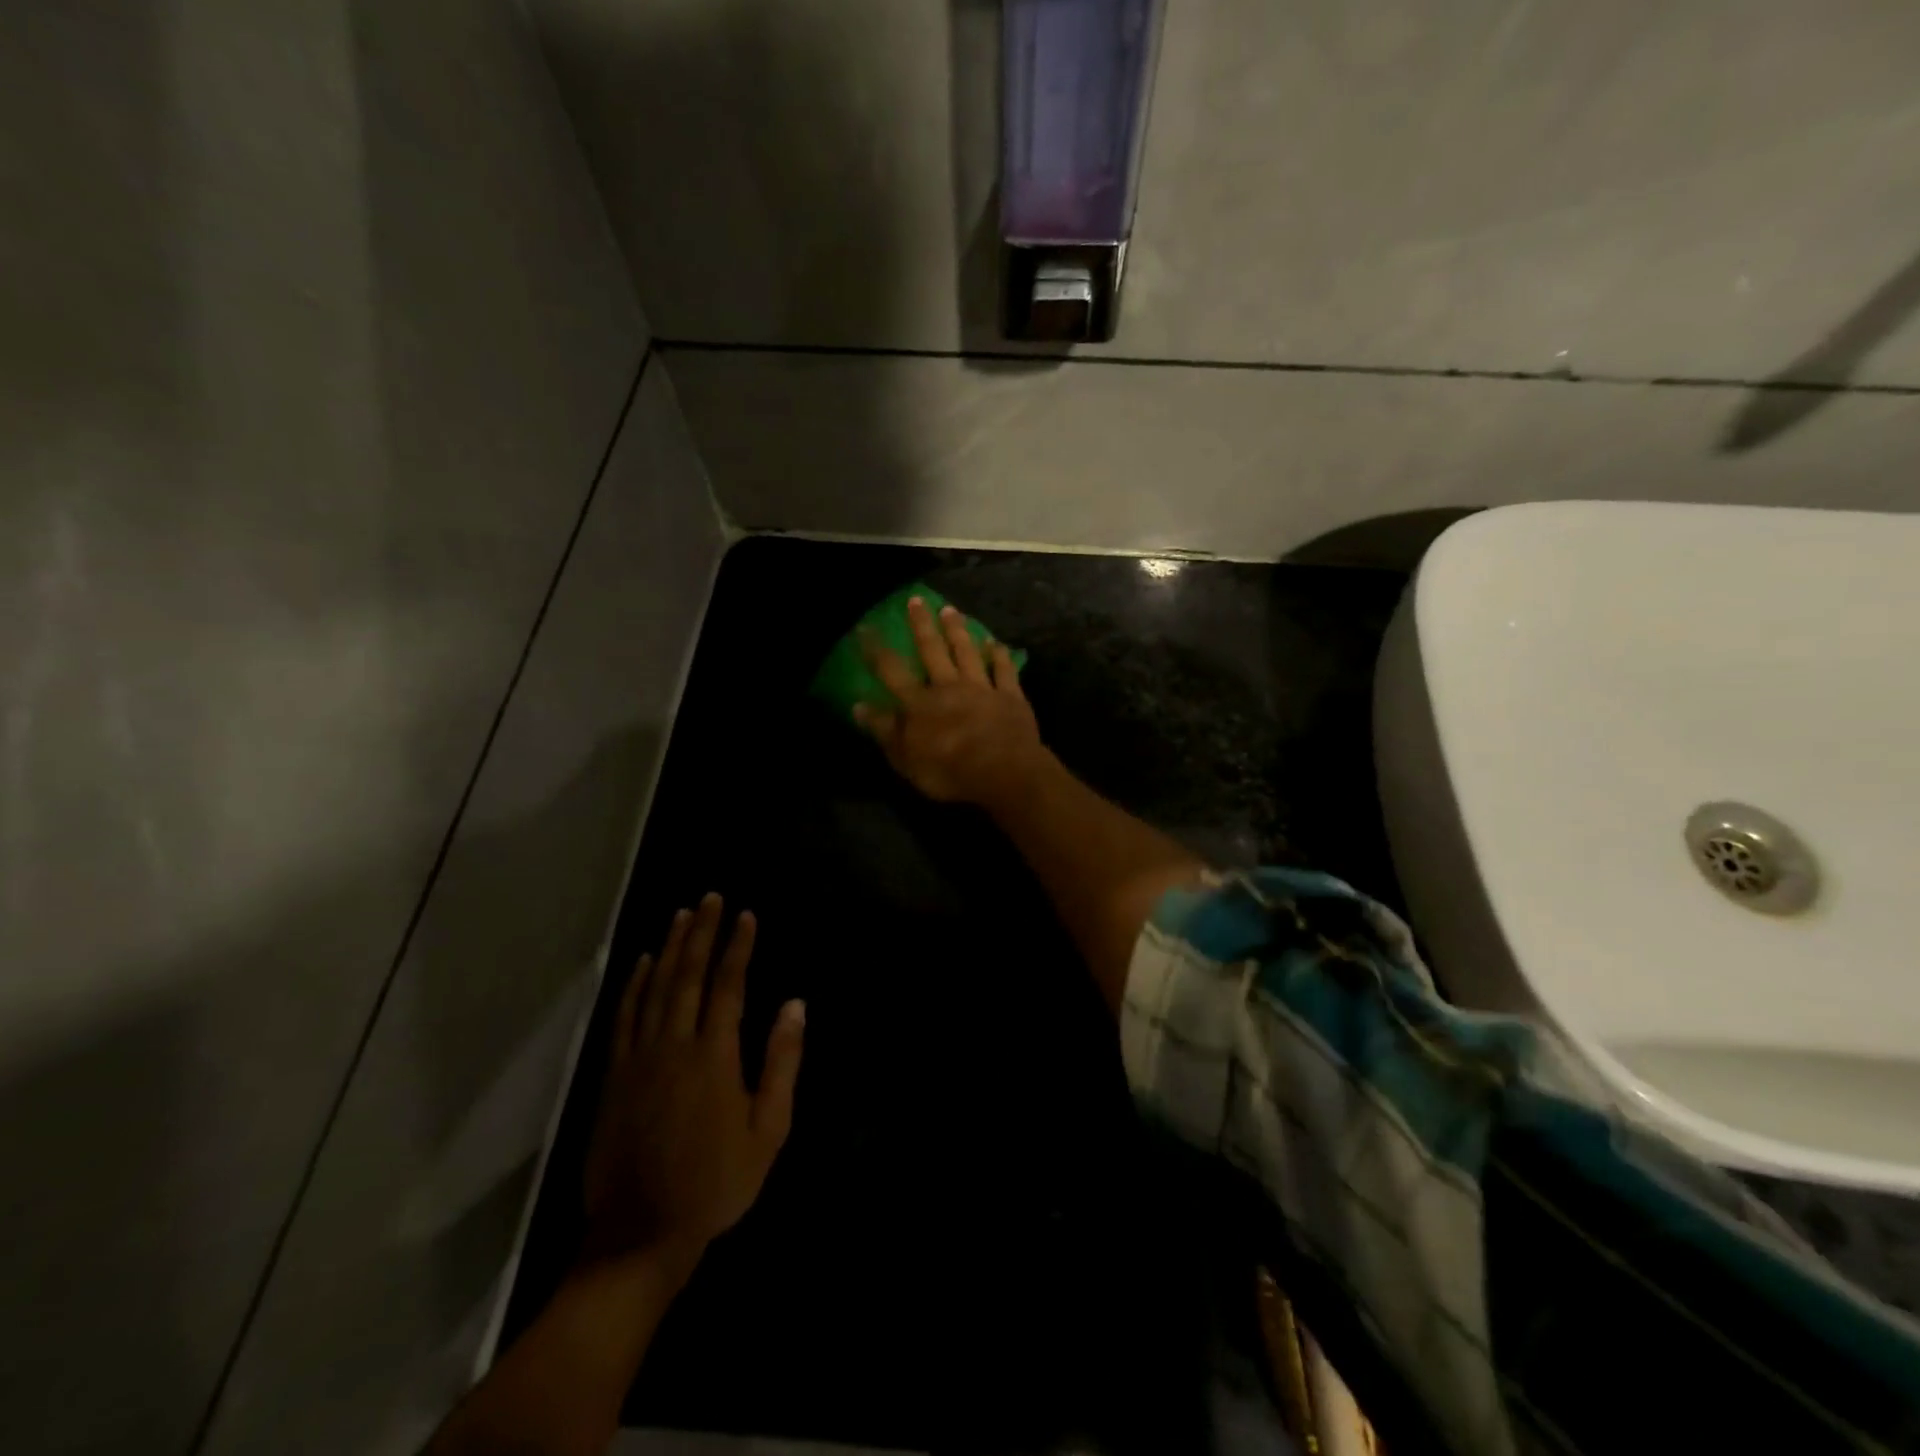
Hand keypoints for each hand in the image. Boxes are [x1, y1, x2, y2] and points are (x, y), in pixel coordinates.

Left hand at [581, 895, 804, 1268]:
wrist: (640, 1235)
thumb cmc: (716, 1183)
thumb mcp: (768, 1130)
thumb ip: (782, 1063)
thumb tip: (795, 1006)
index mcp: (714, 1056)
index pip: (728, 985)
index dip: (738, 947)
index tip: (746, 916)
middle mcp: (674, 1045)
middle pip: (688, 975)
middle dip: (701, 933)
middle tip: (710, 898)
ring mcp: (638, 1059)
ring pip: (654, 989)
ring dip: (668, 948)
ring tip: (681, 916)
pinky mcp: (613, 1077)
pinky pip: (624, 1018)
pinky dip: (633, 986)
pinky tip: (640, 964)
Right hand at [854, 596, 1047, 813]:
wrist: (1003, 771)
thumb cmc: (949, 770)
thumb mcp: (905, 759)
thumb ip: (884, 730)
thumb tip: (858, 706)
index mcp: (920, 703)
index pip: (892, 671)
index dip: (876, 649)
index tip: (866, 627)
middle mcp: (948, 687)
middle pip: (932, 650)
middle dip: (922, 625)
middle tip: (916, 600)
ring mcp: (982, 688)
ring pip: (967, 652)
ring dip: (958, 631)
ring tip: (950, 610)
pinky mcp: (1010, 696)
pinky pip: (1004, 670)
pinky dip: (999, 655)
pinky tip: (996, 643)